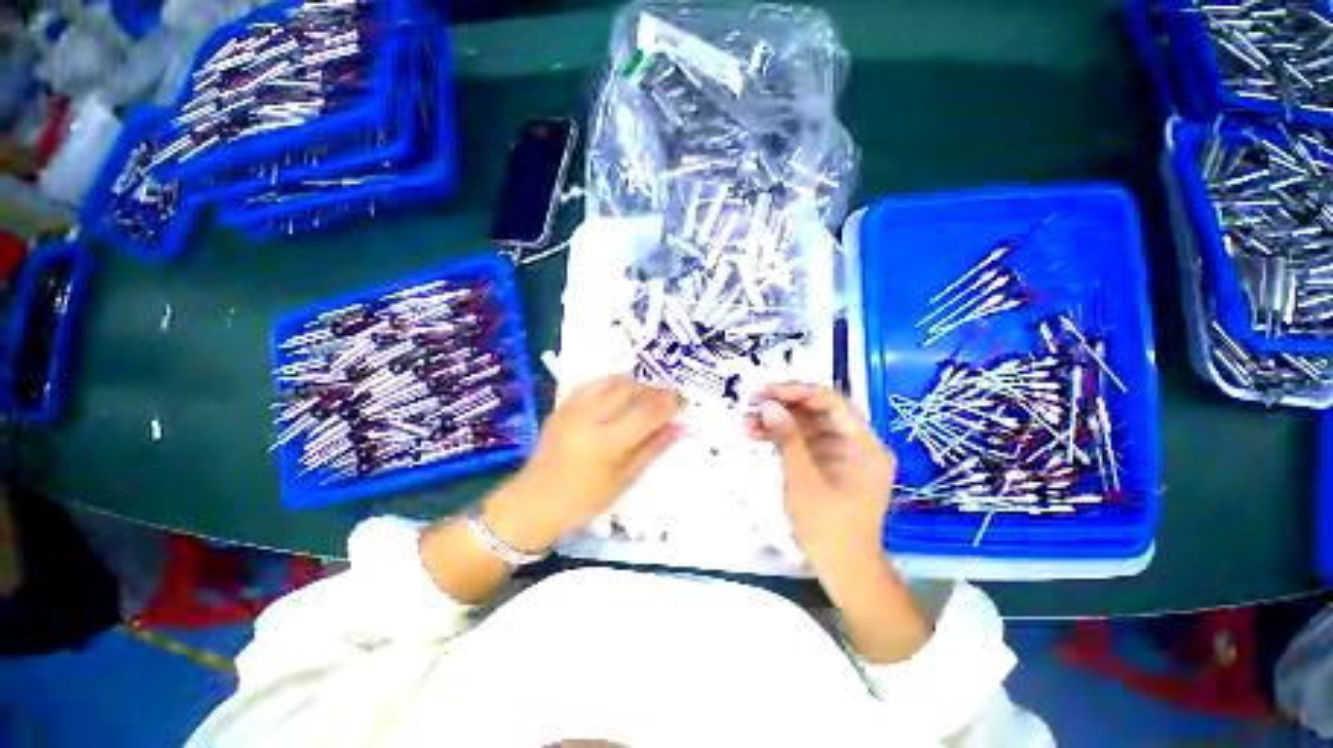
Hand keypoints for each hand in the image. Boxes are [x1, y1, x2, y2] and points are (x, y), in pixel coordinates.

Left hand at [485, 375, 683, 552]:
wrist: (535, 501)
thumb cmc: (584, 500)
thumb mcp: (624, 480)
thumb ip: (653, 449)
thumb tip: (679, 427)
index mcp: (605, 444)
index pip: (646, 415)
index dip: (668, 406)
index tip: (684, 402)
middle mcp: (588, 419)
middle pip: (629, 392)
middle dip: (654, 391)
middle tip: (670, 397)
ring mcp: (572, 409)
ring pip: (611, 382)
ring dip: (635, 384)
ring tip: (649, 393)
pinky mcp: (562, 406)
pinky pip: (592, 384)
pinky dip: (613, 383)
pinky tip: (622, 390)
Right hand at [745, 383, 894, 566]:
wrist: (843, 569)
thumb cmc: (828, 526)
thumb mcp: (803, 479)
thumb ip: (787, 438)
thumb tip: (768, 405)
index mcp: (864, 445)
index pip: (832, 403)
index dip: (798, 391)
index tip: (768, 390)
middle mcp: (857, 444)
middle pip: (819, 411)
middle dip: (784, 404)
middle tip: (753, 401)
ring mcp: (842, 454)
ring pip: (808, 425)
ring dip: (778, 421)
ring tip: (748, 421)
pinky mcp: (828, 464)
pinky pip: (804, 442)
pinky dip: (782, 438)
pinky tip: (757, 435)